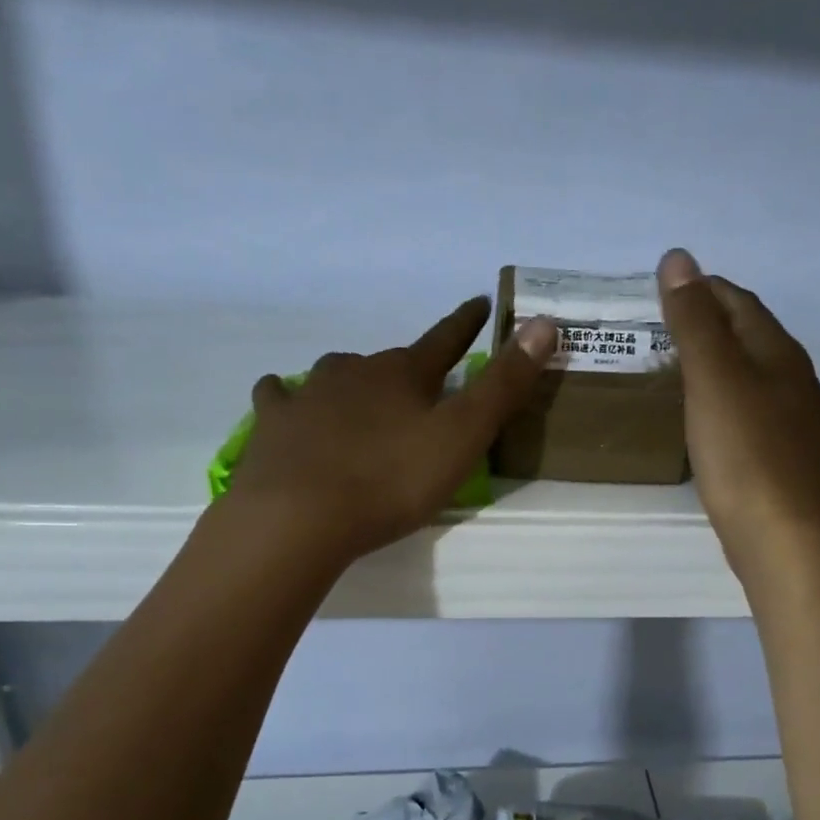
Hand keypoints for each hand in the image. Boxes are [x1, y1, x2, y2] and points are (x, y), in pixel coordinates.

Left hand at [222, 297, 557, 565]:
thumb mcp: (463, 436)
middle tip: (420, 390)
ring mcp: (308, 394)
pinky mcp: (274, 424)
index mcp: (404, 374)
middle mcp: (355, 371)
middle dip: (409, 370)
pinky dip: (289, 398)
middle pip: (389, 362)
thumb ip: (503, 384)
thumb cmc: (392, 480)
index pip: (445, 341)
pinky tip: (290, 407)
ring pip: (336, 375)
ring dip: (353, 383)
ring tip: (360, 402)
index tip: (480, 304)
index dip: (466, 324)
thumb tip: (544, 322)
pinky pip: (281, 397)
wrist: (301, 516)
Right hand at [657, 249, 819, 581]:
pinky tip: (707, 419)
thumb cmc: (745, 454)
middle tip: (663, 327)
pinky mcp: (783, 459)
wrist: (784, 538)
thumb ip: (694, 321)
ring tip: (678, 368)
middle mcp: (794, 380)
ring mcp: (794, 422)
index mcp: (779, 353)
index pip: (740, 302)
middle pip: (750, 336)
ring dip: (718, 363)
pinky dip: (725, 401)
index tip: (663, 289)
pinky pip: (751, 412)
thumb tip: (678, 258)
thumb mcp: (713, 379)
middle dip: (711, 323)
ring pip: (752, 376)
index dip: (703, 288)